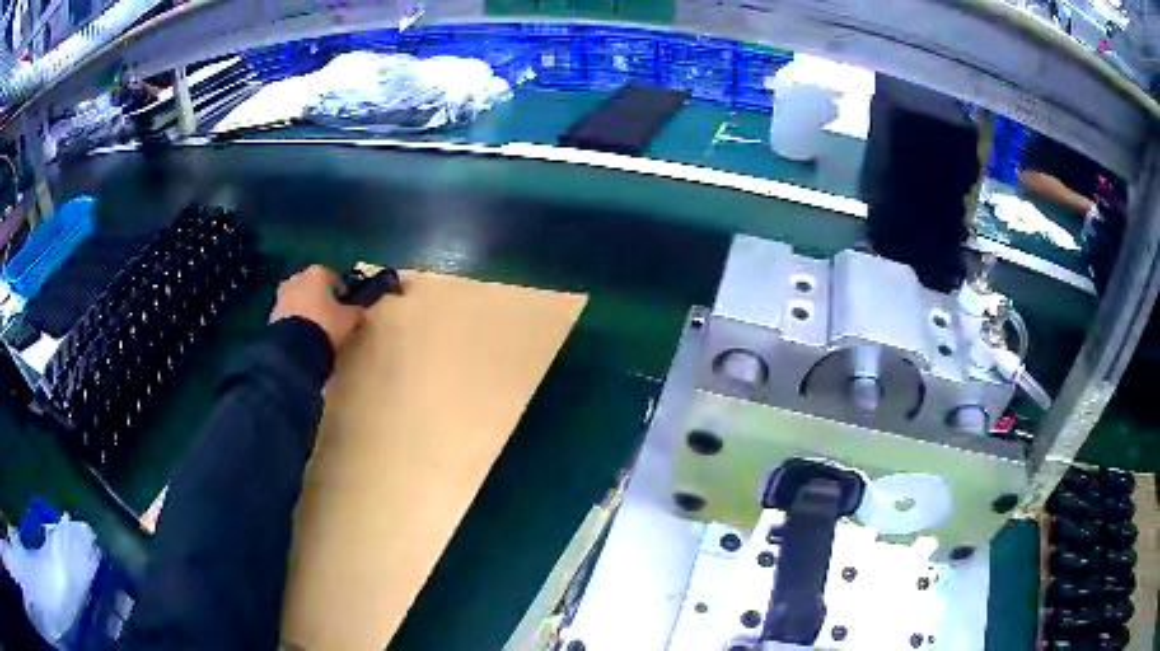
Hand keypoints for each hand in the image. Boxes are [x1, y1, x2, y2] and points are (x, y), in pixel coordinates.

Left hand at [270, 265, 366, 350]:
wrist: (294, 347)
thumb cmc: (325, 324)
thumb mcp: (348, 320)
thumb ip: (355, 313)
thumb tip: (360, 312)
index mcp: (316, 274)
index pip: (330, 275)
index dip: (339, 287)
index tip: (344, 298)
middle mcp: (296, 279)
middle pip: (309, 283)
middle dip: (316, 293)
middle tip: (326, 308)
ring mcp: (281, 297)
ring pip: (296, 297)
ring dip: (303, 306)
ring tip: (312, 323)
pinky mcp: (272, 315)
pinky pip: (287, 313)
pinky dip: (294, 319)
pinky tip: (301, 333)